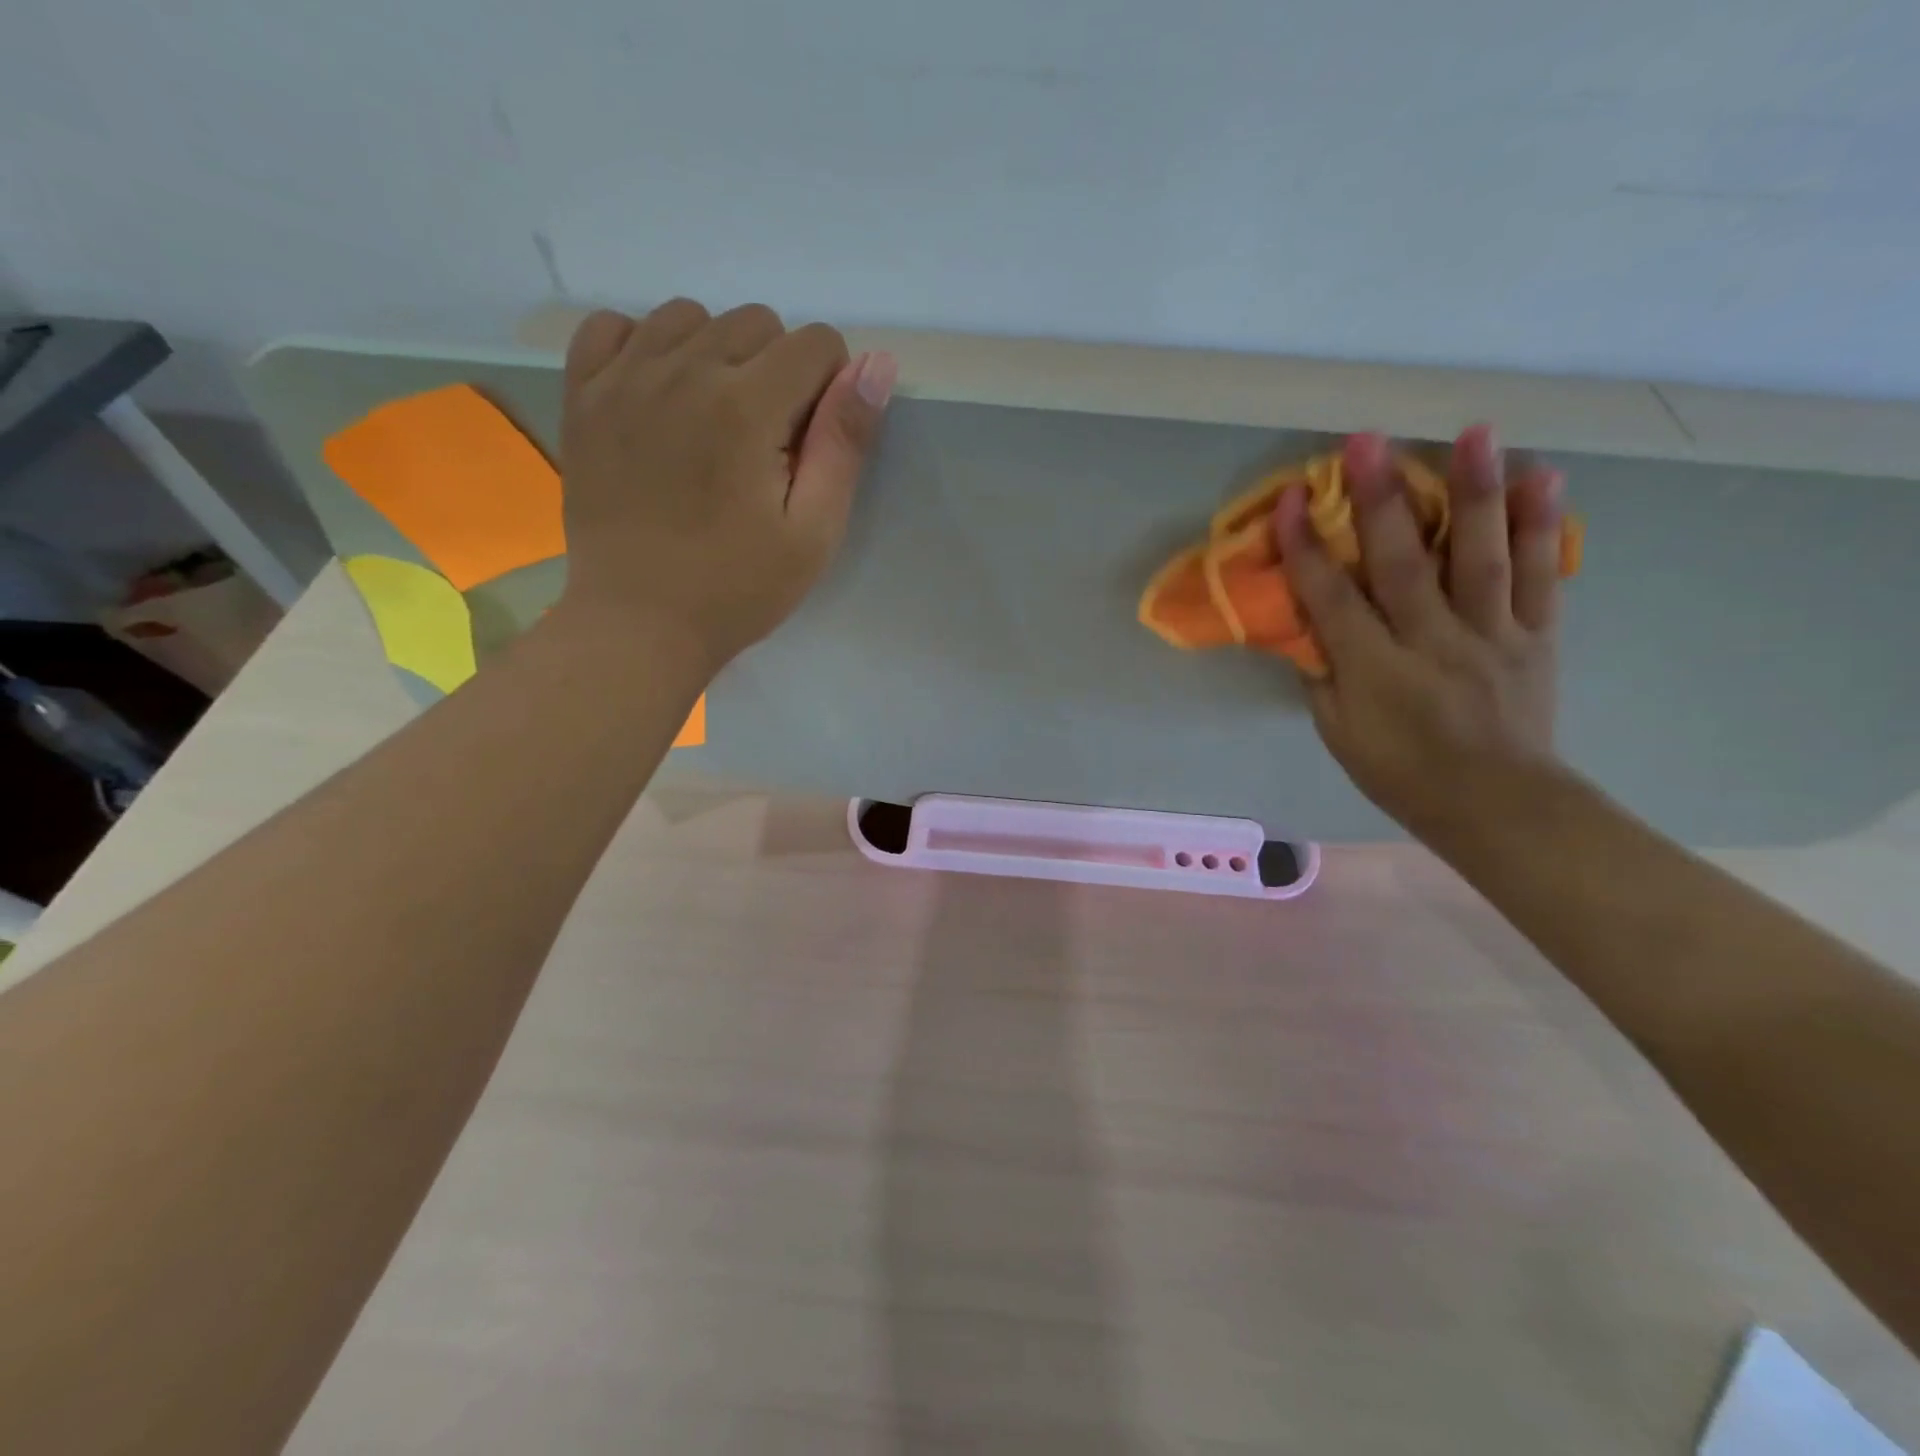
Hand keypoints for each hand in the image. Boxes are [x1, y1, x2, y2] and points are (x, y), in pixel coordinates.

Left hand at [556, 300, 894, 667]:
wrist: (639, 623)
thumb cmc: (738, 588)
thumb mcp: (813, 532)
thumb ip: (844, 444)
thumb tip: (876, 364)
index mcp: (746, 406)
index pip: (815, 343)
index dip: (831, 388)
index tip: (813, 442)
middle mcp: (683, 371)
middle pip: (756, 322)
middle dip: (779, 371)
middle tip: (766, 444)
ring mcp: (623, 378)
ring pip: (690, 316)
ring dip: (717, 355)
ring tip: (715, 421)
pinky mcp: (583, 397)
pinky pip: (615, 327)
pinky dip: (646, 347)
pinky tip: (659, 397)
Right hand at [1274, 426, 1569, 850]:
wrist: (1497, 805)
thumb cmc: (1401, 773)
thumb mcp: (1339, 734)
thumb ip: (1323, 674)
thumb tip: (1309, 623)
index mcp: (1376, 673)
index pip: (1331, 601)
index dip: (1306, 549)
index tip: (1288, 501)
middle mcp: (1433, 643)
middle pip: (1402, 564)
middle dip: (1380, 500)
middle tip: (1366, 442)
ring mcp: (1490, 635)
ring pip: (1479, 556)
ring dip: (1474, 492)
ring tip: (1474, 433)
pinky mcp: (1535, 634)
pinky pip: (1539, 574)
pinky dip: (1542, 525)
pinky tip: (1543, 477)